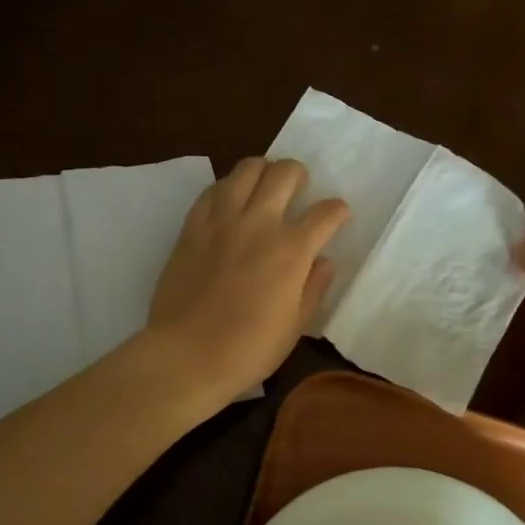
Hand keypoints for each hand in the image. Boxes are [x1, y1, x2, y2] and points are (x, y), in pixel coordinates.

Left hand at [147, 158, 349, 402]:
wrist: (187, 355)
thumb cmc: (249, 349)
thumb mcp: (296, 326)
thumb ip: (314, 287)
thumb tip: (323, 261)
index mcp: (292, 250)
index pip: (326, 212)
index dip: (337, 211)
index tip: (337, 216)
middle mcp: (259, 224)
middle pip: (285, 173)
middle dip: (299, 175)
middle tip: (298, 190)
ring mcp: (222, 220)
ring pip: (247, 169)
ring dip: (262, 171)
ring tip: (264, 186)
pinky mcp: (192, 226)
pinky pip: (212, 190)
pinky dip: (227, 188)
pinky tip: (230, 201)